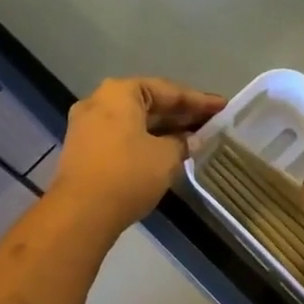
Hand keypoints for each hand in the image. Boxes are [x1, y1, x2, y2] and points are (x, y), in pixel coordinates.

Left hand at [50, 77, 224, 232]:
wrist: (80, 213)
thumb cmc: (128, 174)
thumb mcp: (165, 157)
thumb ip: (182, 143)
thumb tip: (189, 140)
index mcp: (120, 92)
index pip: (168, 90)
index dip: (199, 100)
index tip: (223, 107)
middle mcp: (99, 100)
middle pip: (149, 103)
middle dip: (180, 114)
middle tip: (211, 122)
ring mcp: (87, 125)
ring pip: (134, 121)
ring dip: (163, 129)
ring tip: (194, 138)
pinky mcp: (83, 149)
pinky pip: (122, 136)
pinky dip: (145, 140)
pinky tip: (167, 151)